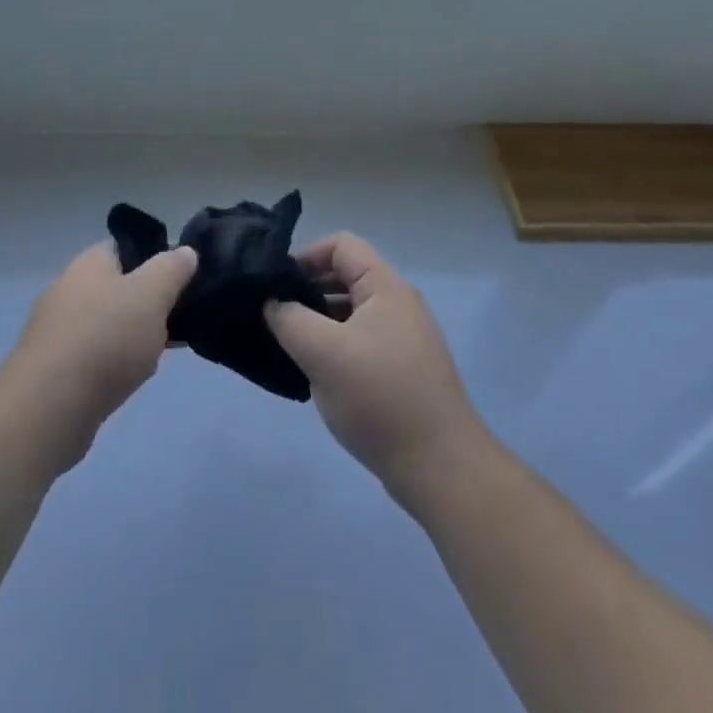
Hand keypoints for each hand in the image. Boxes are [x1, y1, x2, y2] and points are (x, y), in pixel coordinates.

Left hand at [10, 240, 197, 449]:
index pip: (125, 246)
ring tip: (162, 352)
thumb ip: (172, 269)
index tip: (182, 277)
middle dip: (149, 302)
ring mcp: (58, 330)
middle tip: (178, 318)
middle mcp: (69, 289)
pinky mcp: (55, 368)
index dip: (155, 256)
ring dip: (135, 335)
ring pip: (109, 323)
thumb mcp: (152, 294)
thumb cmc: (106, 339)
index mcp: (89, 263)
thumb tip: (185, 251)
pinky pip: (95, 355)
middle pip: (119, 286)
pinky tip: (134, 378)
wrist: (50, 407)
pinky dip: (116, 363)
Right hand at [265, 234, 487, 497]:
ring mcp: (402, 338)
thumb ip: (289, 319)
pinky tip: (314, 372)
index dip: (306, 256)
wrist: (440, 467)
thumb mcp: (323, 353)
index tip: (276, 286)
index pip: (341, 245)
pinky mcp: (401, 369)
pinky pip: (360, 341)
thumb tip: (272, 303)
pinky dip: (334, 346)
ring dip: (318, 320)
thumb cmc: (380, 398)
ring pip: (350, 312)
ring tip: (287, 344)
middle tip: (274, 315)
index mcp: (386, 287)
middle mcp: (398, 304)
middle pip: (346, 276)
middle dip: (308, 290)